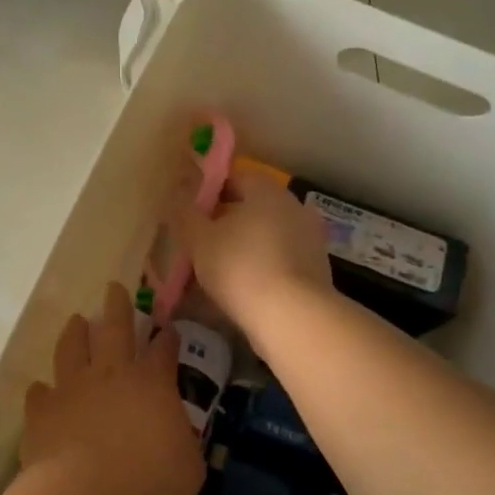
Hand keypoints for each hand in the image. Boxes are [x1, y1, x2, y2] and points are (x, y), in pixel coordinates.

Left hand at [21, 283, 204, 494]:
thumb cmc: (150, 484)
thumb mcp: (188, 468)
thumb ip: (182, 443)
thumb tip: (176, 437)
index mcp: (152, 384)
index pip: (164, 351)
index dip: (168, 338)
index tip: (168, 328)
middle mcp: (111, 375)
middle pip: (115, 329)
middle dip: (118, 306)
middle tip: (114, 288)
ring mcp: (72, 388)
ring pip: (72, 347)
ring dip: (75, 332)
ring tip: (76, 321)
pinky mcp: (42, 410)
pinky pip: (40, 392)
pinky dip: (43, 391)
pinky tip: (42, 391)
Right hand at [174, 168, 332, 332]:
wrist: (292, 316)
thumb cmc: (240, 266)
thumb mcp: (199, 239)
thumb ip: (186, 213)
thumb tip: (178, 193)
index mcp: (267, 190)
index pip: (234, 177)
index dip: (208, 192)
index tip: (189, 214)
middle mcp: (293, 207)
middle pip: (252, 207)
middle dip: (225, 221)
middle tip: (198, 243)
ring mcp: (309, 239)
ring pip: (265, 235)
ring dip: (243, 246)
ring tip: (215, 271)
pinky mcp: (315, 270)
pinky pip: (278, 260)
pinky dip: (260, 268)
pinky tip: (241, 289)